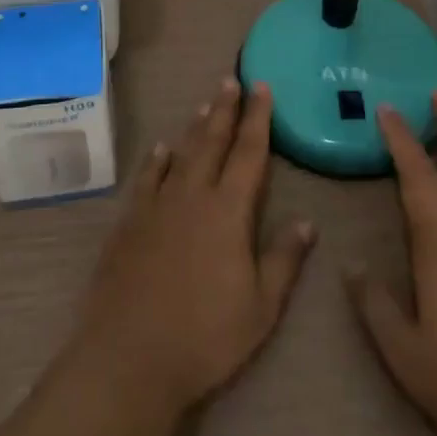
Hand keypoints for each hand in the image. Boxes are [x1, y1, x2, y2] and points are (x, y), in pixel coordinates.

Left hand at [70, 78, 314, 416]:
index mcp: (228, 211)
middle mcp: (193, 195)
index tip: (262, 87)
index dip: (258, 118)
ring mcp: (157, 205)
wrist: (129, 356)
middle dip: (225, 108)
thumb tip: (307, 221)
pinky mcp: (129, 221)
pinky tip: (161, 149)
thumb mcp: (260, 308)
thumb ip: (284, 260)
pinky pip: (147, 177)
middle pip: (212, 141)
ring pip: (181, 152)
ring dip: (195, 126)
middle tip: (231, 79)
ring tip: (205, 103)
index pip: (249, 152)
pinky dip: (156, 159)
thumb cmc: (204, 337)